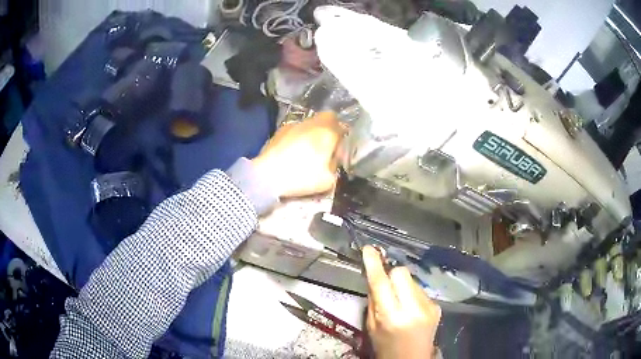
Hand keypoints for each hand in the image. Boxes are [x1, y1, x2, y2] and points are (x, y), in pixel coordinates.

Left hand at [252, 112, 343, 197]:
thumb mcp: (328, 180)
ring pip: (310, 123)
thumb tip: (333, 160)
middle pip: (326, 119)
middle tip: (325, 146)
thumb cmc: (301, 177)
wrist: (267, 176)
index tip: (339, 148)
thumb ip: (335, 166)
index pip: (343, 126)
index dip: (343, 136)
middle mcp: (312, 123)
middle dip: (329, 129)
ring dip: (312, 132)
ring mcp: (294, 125)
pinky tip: (292, 151)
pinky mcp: (280, 130)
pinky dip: (298, 136)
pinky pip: (296, 130)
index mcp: (327, 132)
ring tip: (307, 150)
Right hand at [362, 246, 440, 358]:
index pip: (381, 283)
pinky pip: (420, 290)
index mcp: (391, 316)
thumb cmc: (386, 347)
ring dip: (402, 285)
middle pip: (401, 273)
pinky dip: (412, 294)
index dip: (374, 264)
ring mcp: (429, 306)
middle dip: (391, 275)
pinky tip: (410, 308)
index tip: (369, 249)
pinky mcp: (437, 306)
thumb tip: (374, 277)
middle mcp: (413, 308)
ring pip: (412, 280)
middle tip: (386, 286)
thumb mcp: (371, 327)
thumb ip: (372, 301)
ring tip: (400, 302)